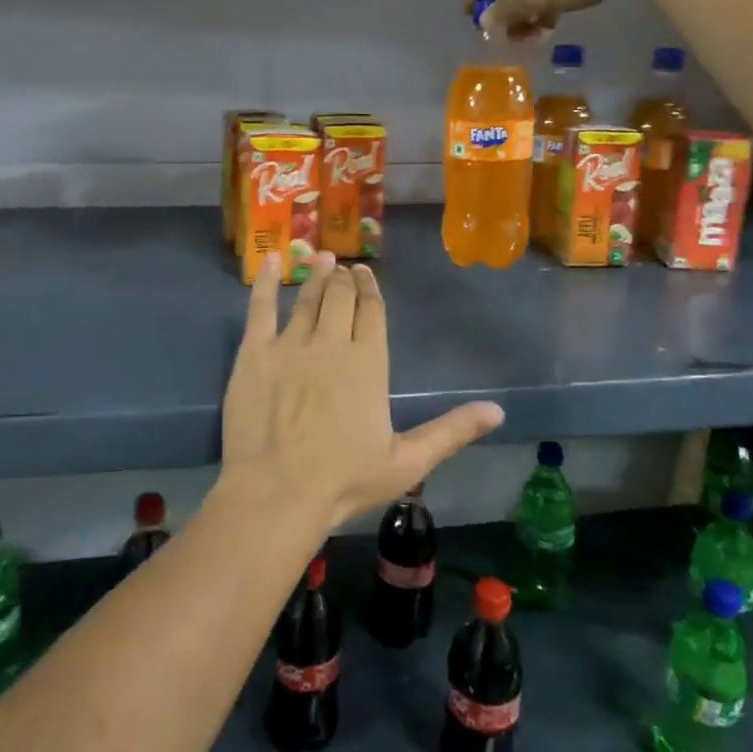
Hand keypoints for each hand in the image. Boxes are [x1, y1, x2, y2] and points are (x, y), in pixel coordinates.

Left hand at [220, 252, 503, 527]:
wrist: (277, 493)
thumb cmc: (344, 480)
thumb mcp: (407, 462)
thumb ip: (451, 431)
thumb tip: (498, 410)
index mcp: (368, 363)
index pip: (372, 312)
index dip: (370, 289)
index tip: (366, 275)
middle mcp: (331, 343)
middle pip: (341, 298)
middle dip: (345, 279)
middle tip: (344, 268)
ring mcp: (290, 345)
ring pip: (308, 298)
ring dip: (317, 276)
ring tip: (322, 258)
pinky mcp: (254, 353)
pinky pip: (261, 307)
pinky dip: (268, 281)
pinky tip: (273, 260)